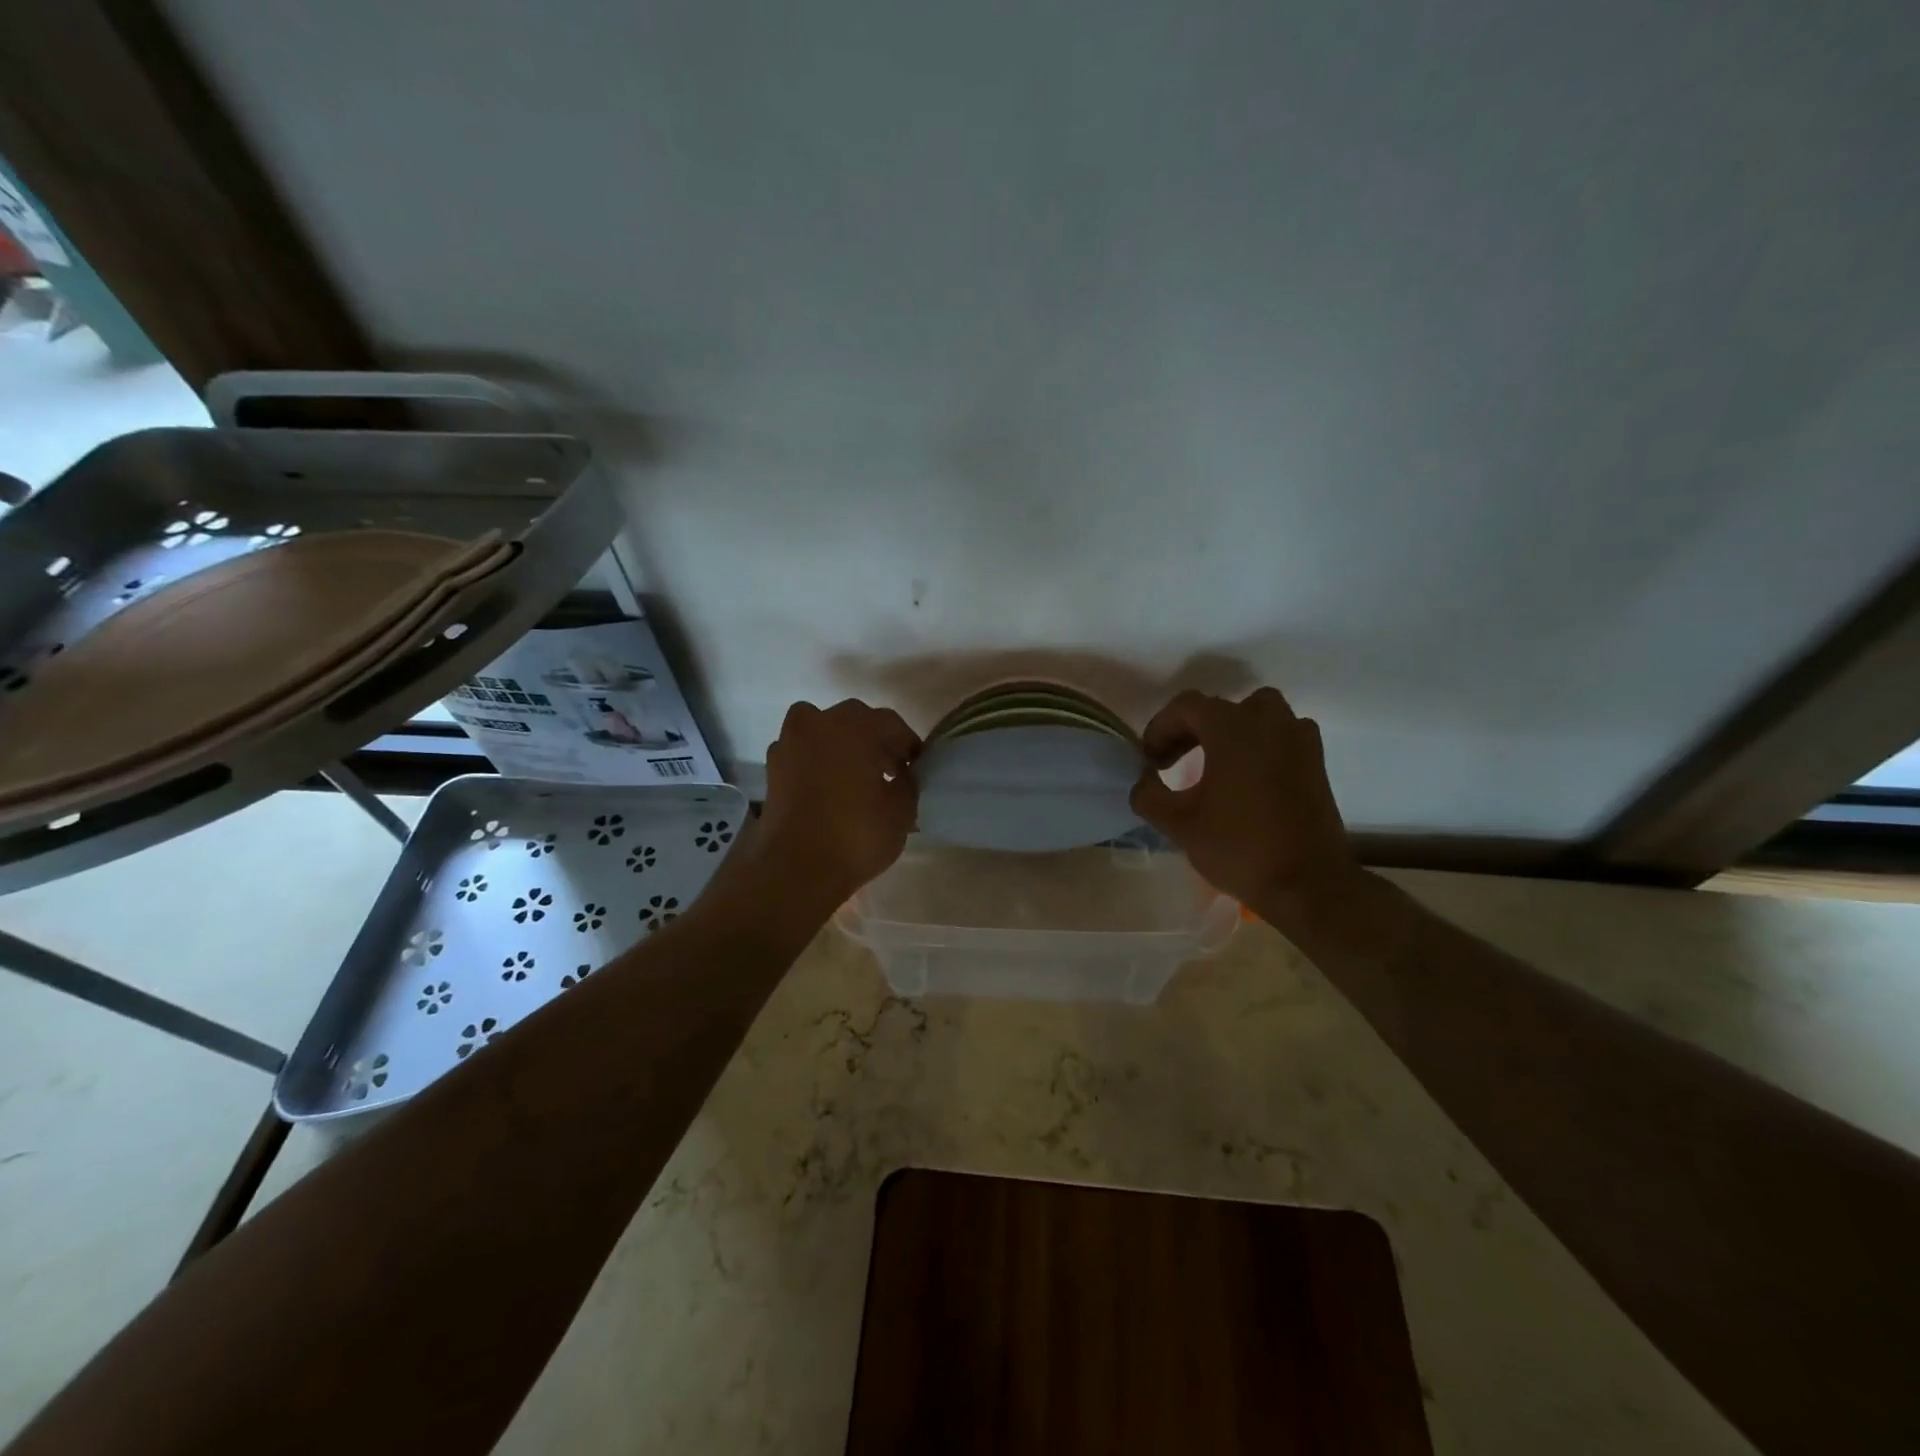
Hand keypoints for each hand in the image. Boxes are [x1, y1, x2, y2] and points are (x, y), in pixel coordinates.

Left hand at [756, 698, 920, 907]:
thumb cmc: (855, 835)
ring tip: (857, 777)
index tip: (916, 764)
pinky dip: (817, 762)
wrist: (795, 869)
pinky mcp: (772, 769)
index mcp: (854, 726)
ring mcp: (790, 744)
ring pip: (822, 731)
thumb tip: (903, 774)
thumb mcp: (901, 811)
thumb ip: (908, 783)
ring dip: (841, 745)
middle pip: (853, 720)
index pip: (889, 723)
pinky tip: (829, 789)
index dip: (907, 743)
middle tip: (889, 769)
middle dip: (873, 739)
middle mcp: (818, 724)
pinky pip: (802, 754)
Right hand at [1130, 687, 1359, 924]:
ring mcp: (1298, 739)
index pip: (1185, 706)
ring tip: (1212, 764)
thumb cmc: (1239, 848)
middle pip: (1220, 708)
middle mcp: (1269, 721)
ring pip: (1256, 715)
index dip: (1160, 729)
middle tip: (1172, 763)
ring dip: (1229, 732)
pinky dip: (1259, 745)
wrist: (1308, 884)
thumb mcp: (1178, 824)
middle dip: (1190, 730)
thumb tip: (1144, 780)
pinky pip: (1281, 736)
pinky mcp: (1316, 761)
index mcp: (1233, 728)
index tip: (1150, 762)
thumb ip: (1149, 795)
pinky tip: (1247, 778)